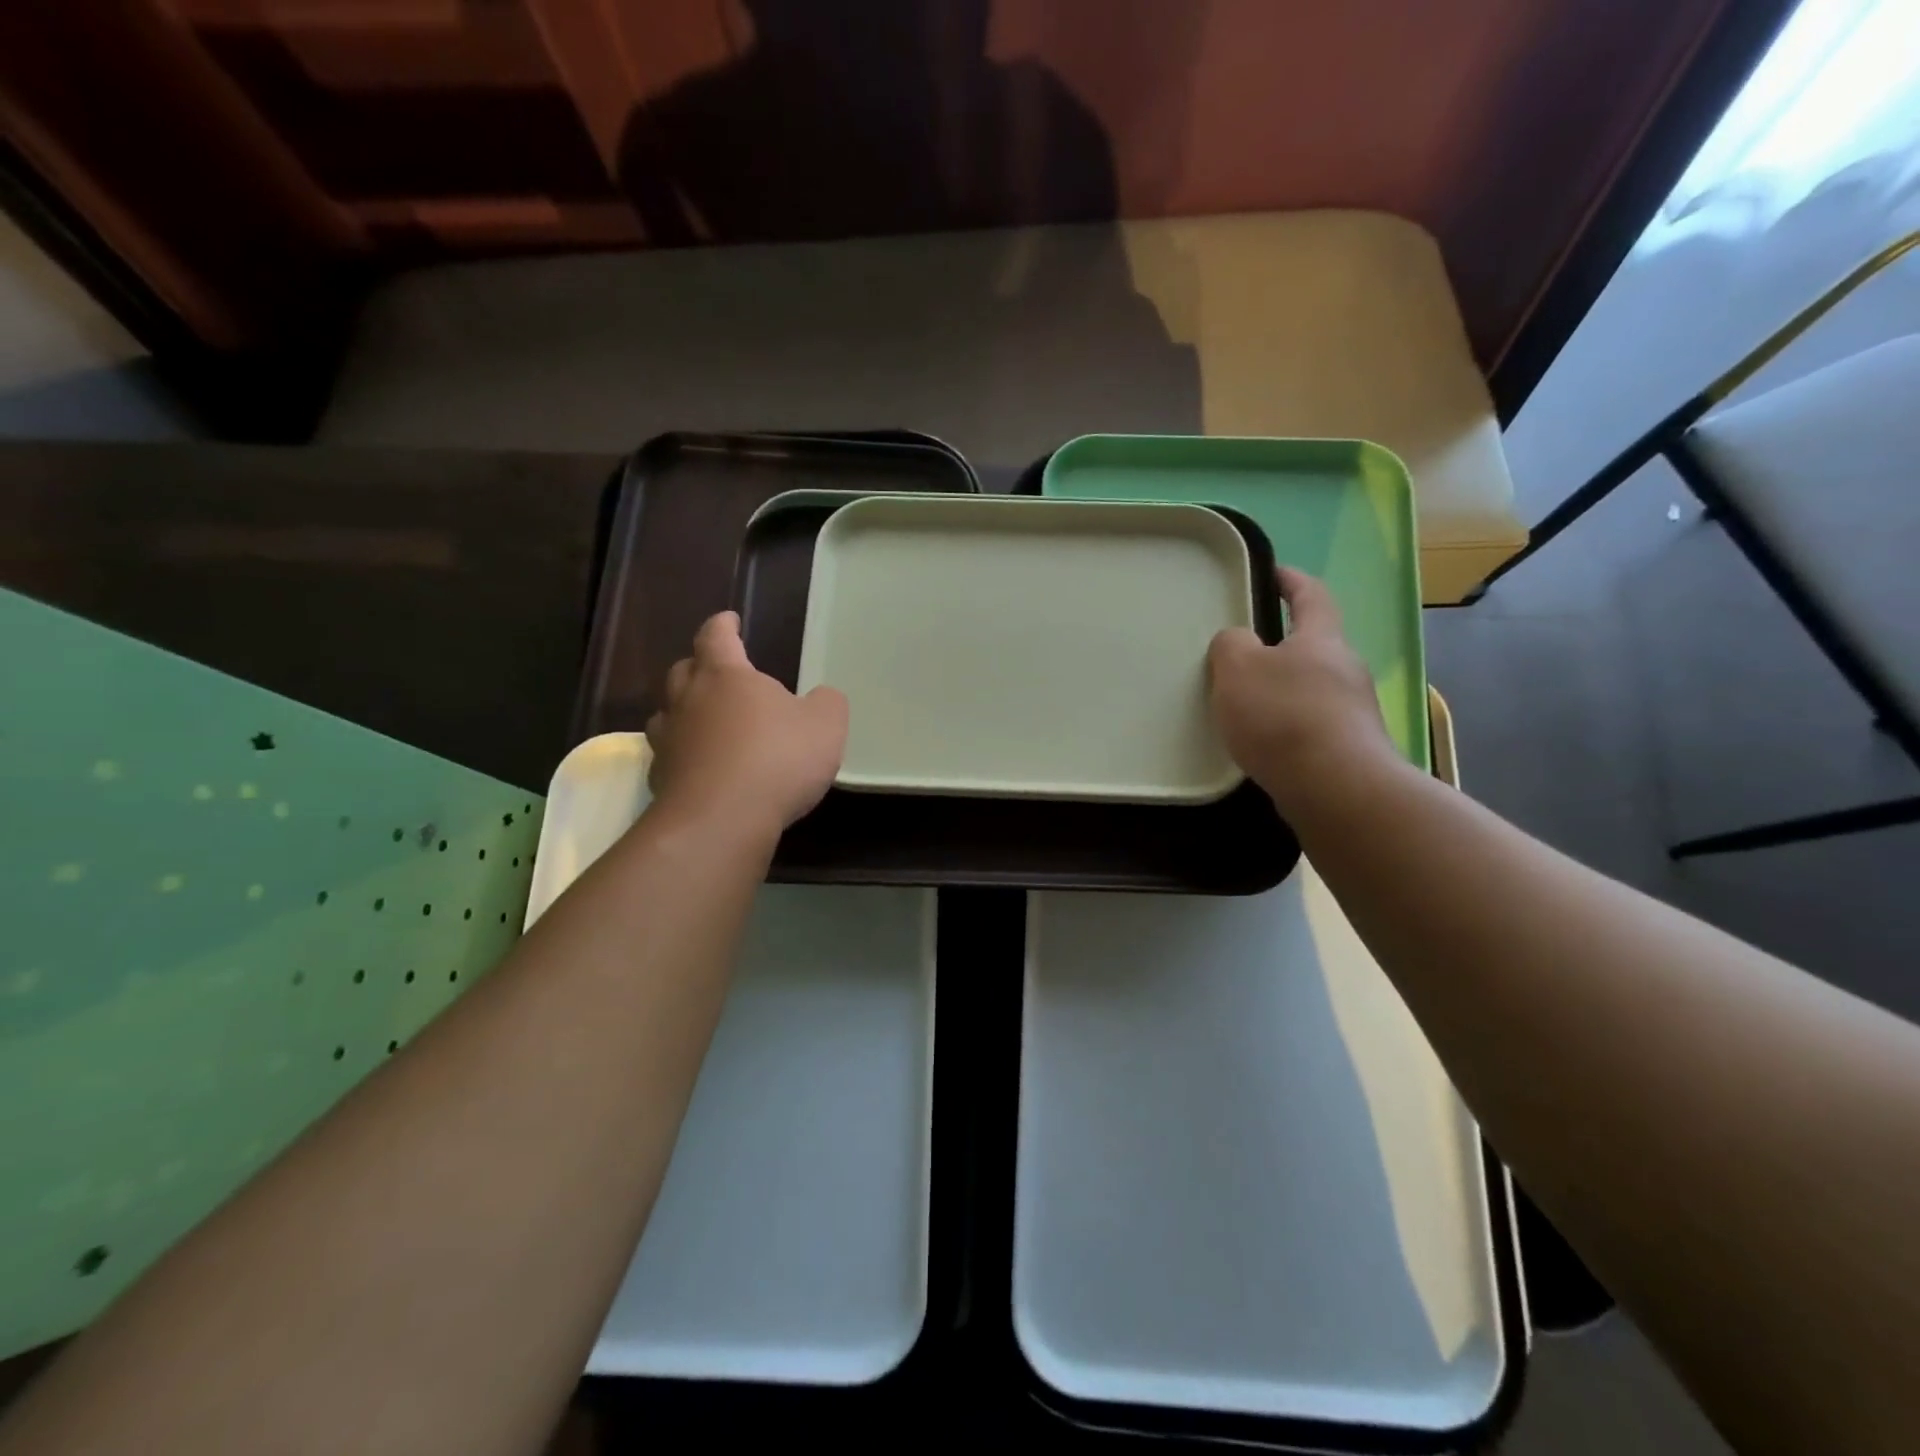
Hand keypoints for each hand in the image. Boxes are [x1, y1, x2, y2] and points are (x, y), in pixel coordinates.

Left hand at [646, 612, 848, 839]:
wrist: (722, 820)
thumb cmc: (777, 758)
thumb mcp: (826, 725)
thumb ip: (826, 703)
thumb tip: (820, 698)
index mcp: (725, 675)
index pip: (716, 637)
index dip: (723, 625)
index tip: (729, 619)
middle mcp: (688, 700)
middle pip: (684, 670)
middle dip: (700, 666)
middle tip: (719, 672)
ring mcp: (670, 741)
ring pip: (669, 712)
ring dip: (685, 710)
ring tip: (705, 718)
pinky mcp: (662, 779)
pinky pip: (670, 755)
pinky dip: (684, 753)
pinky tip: (701, 766)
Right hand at [1208, 566, 1399, 818]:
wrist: (1335, 787)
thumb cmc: (1283, 716)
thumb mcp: (1238, 668)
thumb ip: (1230, 645)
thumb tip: (1238, 641)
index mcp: (1321, 638)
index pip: (1311, 595)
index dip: (1291, 580)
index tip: (1271, 572)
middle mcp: (1346, 668)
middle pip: (1314, 645)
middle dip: (1281, 644)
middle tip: (1243, 652)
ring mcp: (1354, 710)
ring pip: (1312, 687)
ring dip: (1283, 689)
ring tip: (1246, 704)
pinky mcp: (1350, 747)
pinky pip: (1312, 723)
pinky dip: (1288, 724)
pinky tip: (1263, 743)